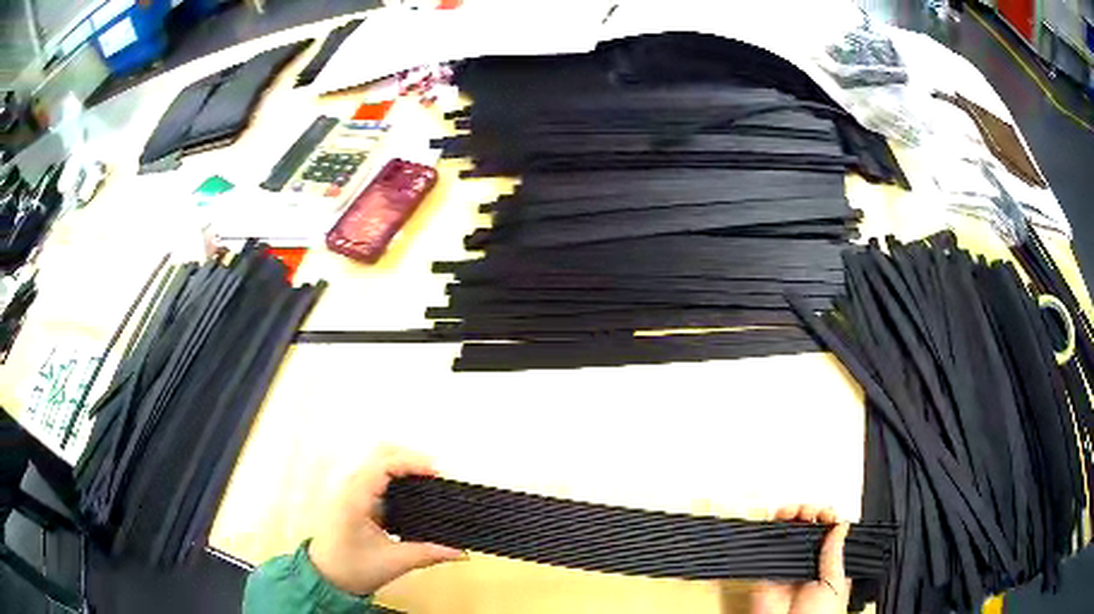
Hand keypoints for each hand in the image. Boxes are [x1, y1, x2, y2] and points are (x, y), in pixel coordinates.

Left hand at [308, 447, 465, 595]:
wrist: (324, 578)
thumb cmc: (353, 569)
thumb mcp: (393, 563)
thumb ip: (428, 554)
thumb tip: (463, 552)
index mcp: (355, 499)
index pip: (383, 465)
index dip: (411, 462)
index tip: (437, 474)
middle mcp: (350, 487)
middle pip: (380, 454)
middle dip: (410, 458)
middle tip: (436, 476)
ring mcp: (350, 490)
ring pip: (378, 462)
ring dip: (404, 466)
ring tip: (429, 482)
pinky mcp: (355, 498)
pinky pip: (377, 476)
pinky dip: (397, 476)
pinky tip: (414, 493)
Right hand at [750, 506, 851, 613]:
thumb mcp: (834, 585)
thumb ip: (835, 556)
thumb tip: (841, 526)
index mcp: (829, 568)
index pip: (831, 535)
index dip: (830, 520)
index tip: (828, 514)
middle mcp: (808, 565)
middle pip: (809, 531)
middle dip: (810, 514)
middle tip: (810, 511)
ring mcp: (787, 569)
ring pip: (789, 535)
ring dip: (791, 517)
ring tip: (794, 511)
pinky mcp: (766, 573)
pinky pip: (767, 548)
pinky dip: (770, 531)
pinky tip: (779, 520)